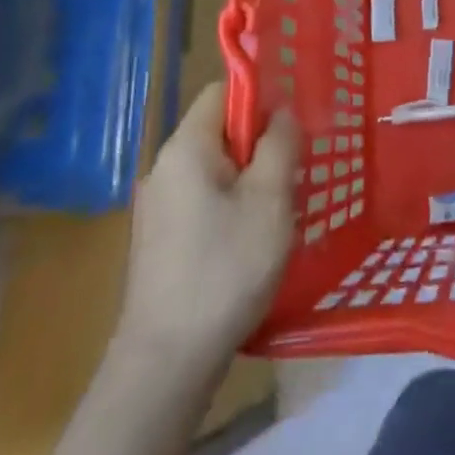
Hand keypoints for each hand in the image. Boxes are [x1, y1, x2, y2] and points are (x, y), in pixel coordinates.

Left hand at [114, 83, 296, 371]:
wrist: (167, 362)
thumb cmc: (225, 268)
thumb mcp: (269, 200)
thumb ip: (279, 144)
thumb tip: (281, 111)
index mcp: (185, 148)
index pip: (221, 92)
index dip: (259, 96)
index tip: (292, 124)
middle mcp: (164, 169)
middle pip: (218, 131)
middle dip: (260, 143)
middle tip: (296, 171)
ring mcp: (158, 207)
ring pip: (214, 169)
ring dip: (250, 178)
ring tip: (281, 209)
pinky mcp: (161, 240)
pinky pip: (203, 200)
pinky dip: (232, 205)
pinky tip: (253, 240)